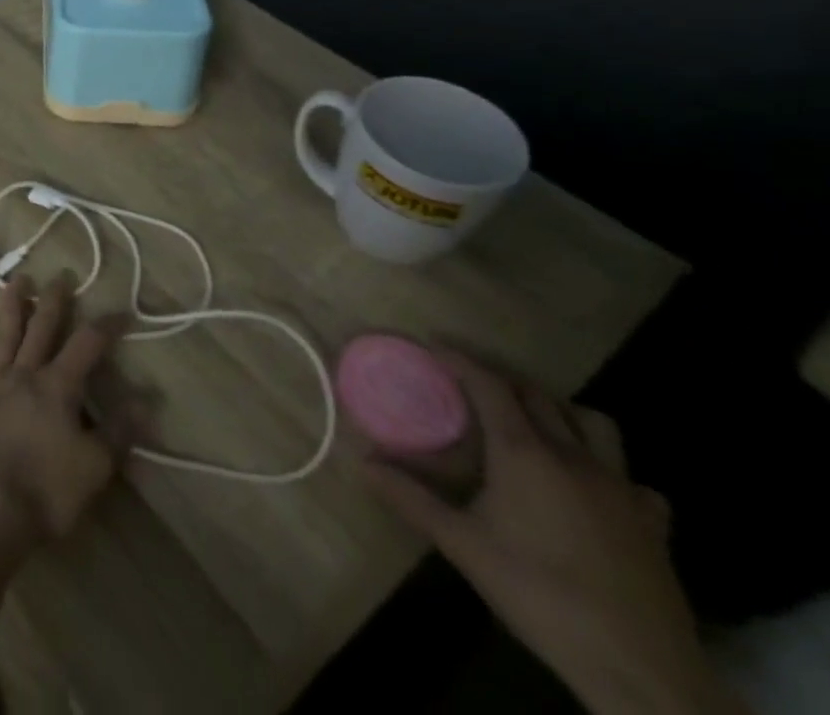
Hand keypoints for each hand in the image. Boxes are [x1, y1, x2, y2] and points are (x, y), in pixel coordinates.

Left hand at [0, 275, 132, 548]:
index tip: (123, 312)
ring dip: (12, 305)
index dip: (107, 325)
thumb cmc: (46, 490)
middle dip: (55, 299)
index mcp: (58, 387)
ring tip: (18, 281)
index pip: (88, 344)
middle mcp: (24, 373)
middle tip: (62, 275)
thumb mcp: (94, 467)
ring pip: (4, 334)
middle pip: (41, 326)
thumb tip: (147, 401)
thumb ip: (119, 432)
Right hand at [364, 351, 743, 714]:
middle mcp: (574, 457)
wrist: (640, 670)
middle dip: (501, 380)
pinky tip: (594, 489)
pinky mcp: (652, 525)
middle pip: (538, 396)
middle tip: (470, 384)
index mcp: (525, 452)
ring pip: (594, 424)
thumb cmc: (539, 593)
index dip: (459, 359)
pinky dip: (609, 469)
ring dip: (560, 412)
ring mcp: (621, 490)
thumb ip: (411, 498)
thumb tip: (362, 462)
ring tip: (534, 424)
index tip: (432, 344)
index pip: (489, 384)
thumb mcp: (462, 545)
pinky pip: (633, 479)